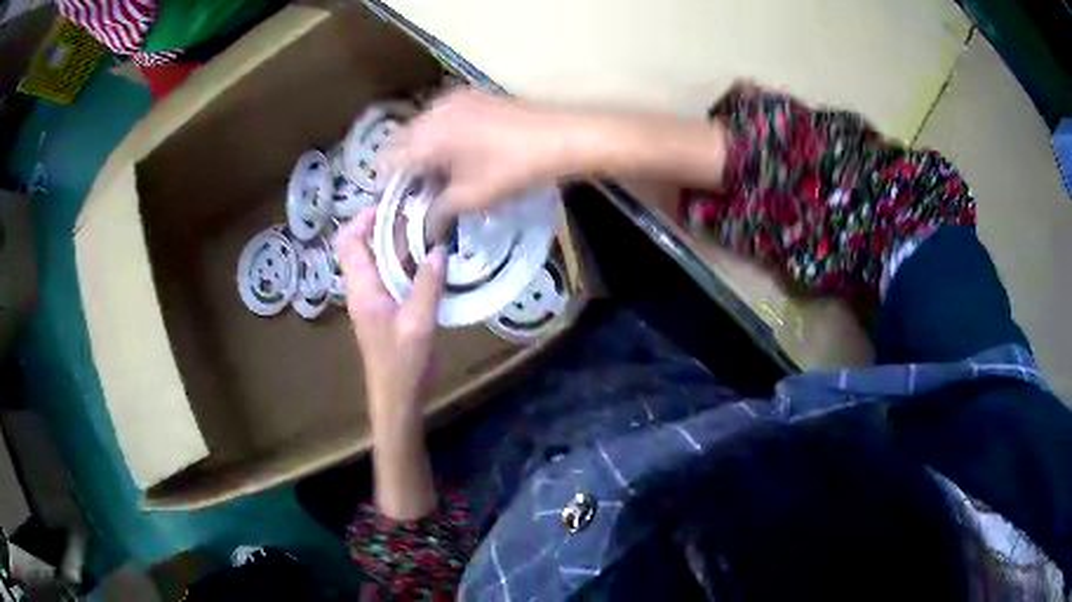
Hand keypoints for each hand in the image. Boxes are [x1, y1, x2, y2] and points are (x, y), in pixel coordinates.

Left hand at [336, 207, 446, 420]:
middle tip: (416, 212)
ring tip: (426, 229)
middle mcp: (362, 289)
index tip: (390, 205)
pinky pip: (389, 276)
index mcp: (362, 289)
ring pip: (377, 260)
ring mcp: (372, 300)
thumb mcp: (419, 323)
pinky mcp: (384, 309)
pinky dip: (404, 262)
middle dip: (384, 225)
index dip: (362, 219)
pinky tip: (428, 260)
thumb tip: (439, 249)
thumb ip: (427, 285)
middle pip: (361, 246)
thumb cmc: (402, 364)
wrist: (396, 398)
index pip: (348, 242)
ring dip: (396, 243)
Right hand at [385, 88, 729, 219]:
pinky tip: (459, 154)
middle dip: (404, 168)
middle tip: (419, 193)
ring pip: (421, 128)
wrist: (562, 136)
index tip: (396, 203)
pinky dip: (440, 136)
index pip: (386, 159)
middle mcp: (432, 110)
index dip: (386, 184)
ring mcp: (453, 98)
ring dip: (422, 151)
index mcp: (426, 134)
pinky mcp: (472, 94)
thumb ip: (438, 211)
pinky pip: (441, 117)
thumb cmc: (514, 169)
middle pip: (402, 141)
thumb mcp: (472, 198)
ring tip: (440, 176)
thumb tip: (425, 225)